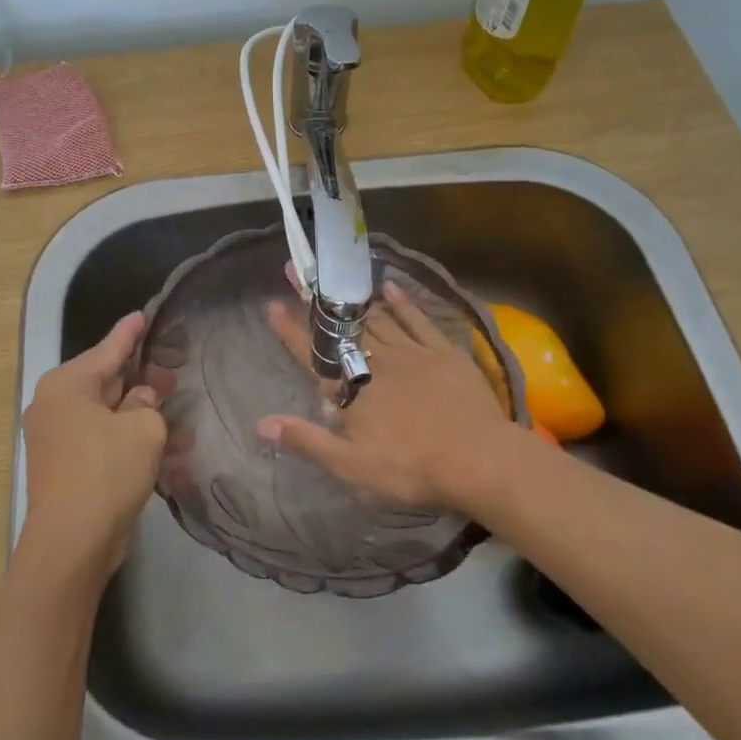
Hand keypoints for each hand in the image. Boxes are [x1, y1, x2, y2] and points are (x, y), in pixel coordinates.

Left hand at [20, 311, 166, 580]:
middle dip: (141, 378)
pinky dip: (128, 438)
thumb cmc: (106, 473)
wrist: (71, 543)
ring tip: (177, 408)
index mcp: (67, 385)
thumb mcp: (142, 429)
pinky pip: (102, 439)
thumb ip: (147, 403)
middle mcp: (55, 405)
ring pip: (107, 413)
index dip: (130, 333)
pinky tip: (163, 443)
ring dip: (140, 414)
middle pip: (106, 381)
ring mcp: (56, 437)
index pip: (107, 349)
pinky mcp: (66, 465)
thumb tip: (141, 399)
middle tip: (174, 369)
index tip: (144, 314)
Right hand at [258, 279, 526, 514]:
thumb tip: (261, 423)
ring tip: (334, 278)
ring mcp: (411, 352)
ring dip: (351, 300)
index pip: (312, 355)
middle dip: (314, 302)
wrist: (479, 460)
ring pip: (375, 319)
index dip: (289, 330)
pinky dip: (401, 301)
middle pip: (339, 328)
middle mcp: (376, 362)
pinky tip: (389, 286)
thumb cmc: (411, 468)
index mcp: (351, 389)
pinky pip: (417, 319)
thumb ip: (306, 440)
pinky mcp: (442, 351)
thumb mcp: (351, 465)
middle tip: (296, 271)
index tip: (271, 305)